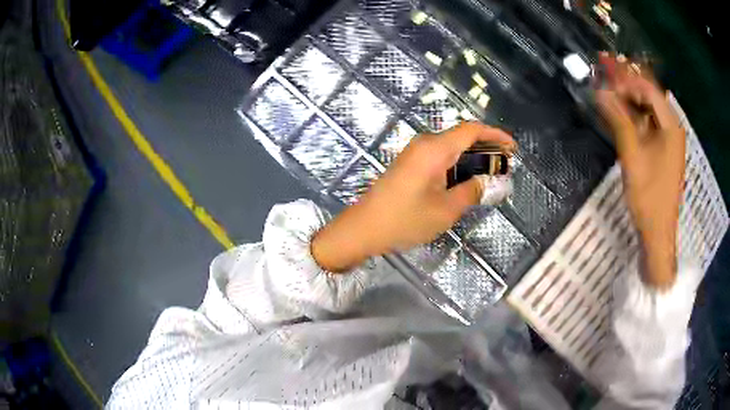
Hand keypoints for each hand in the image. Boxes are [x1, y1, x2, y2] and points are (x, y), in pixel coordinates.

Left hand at [312, 122, 514, 272]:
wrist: (363, 228)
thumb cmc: (404, 220)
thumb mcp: (445, 210)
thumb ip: (471, 192)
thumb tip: (489, 182)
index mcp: (435, 149)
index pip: (471, 130)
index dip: (495, 134)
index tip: (513, 147)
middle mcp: (424, 144)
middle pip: (462, 136)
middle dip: (487, 147)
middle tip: (505, 165)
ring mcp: (415, 153)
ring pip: (451, 147)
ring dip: (472, 158)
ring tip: (491, 175)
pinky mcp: (409, 164)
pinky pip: (440, 157)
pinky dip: (458, 165)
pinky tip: (466, 181)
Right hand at [595, 54, 684, 288]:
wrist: (657, 232)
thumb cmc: (649, 197)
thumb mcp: (633, 157)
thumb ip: (618, 120)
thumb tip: (600, 91)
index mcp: (671, 126)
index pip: (648, 88)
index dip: (626, 78)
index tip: (604, 76)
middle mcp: (672, 127)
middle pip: (649, 94)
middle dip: (626, 81)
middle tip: (603, 72)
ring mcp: (668, 139)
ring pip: (647, 107)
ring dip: (628, 96)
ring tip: (607, 87)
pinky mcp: (663, 149)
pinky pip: (647, 122)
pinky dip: (633, 114)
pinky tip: (619, 111)